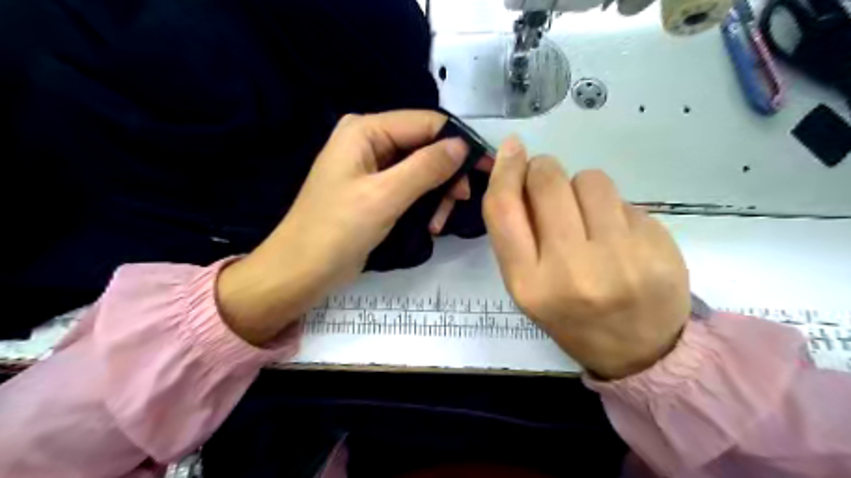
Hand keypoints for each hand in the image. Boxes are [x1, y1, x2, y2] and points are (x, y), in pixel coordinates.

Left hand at [216, 110, 487, 345]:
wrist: (301, 272)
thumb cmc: (336, 230)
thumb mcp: (384, 196)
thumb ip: (425, 167)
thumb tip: (462, 145)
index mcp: (365, 130)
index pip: (425, 123)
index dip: (459, 142)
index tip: (487, 166)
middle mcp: (369, 141)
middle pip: (424, 146)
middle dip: (446, 174)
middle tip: (462, 201)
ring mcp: (372, 168)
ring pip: (421, 170)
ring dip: (436, 194)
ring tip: (439, 223)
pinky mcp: (374, 191)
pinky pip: (409, 188)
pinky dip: (423, 204)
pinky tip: (430, 225)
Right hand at [481, 136, 686, 378]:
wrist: (639, 351)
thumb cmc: (570, 316)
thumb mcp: (527, 287)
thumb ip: (517, 235)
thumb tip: (517, 171)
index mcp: (528, 284)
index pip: (504, 209)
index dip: (504, 171)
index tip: (511, 149)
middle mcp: (571, 269)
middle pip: (548, 182)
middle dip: (543, 169)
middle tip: (548, 183)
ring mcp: (620, 258)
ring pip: (590, 179)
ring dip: (582, 188)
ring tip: (589, 218)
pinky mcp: (658, 247)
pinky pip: (625, 200)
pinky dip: (614, 210)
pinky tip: (619, 237)